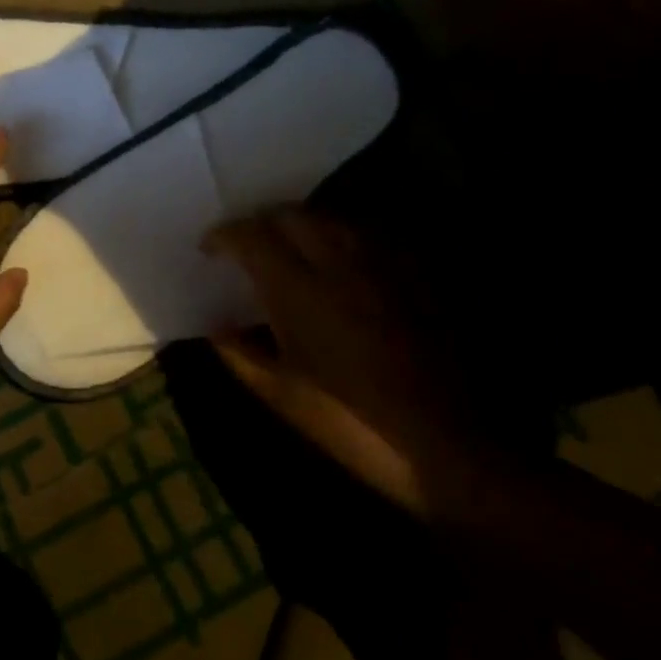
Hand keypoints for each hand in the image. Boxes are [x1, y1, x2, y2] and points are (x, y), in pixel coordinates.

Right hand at [204, 208, 482, 520]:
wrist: (451, 444)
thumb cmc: (354, 423)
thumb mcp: (284, 397)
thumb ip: (241, 355)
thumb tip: (214, 328)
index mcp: (299, 289)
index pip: (252, 236)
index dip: (224, 235)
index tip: (209, 248)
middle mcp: (339, 262)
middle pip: (291, 215)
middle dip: (261, 222)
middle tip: (247, 244)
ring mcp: (383, 264)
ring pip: (332, 219)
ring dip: (301, 225)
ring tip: (289, 248)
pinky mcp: (416, 275)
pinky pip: (369, 236)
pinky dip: (341, 238)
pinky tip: (340, 262)